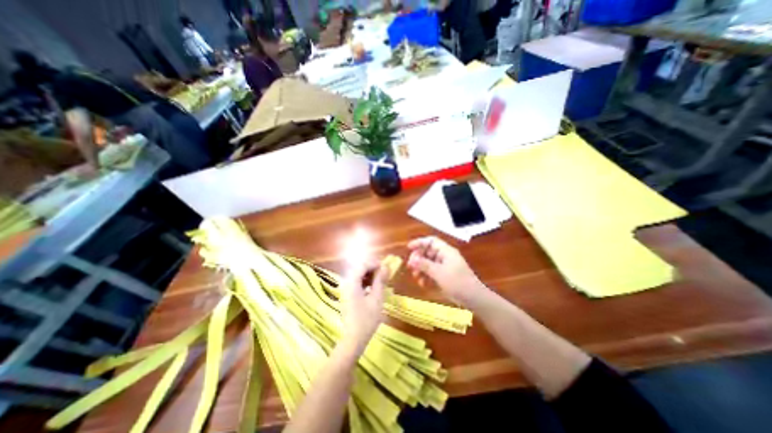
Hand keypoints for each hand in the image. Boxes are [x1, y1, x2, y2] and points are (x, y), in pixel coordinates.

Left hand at [339, 258, 388, 352]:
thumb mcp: (377, 298)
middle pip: (359, 269)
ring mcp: (346, 290)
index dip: (374, 263)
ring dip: (369, 275)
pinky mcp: (347, 295)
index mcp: (352, 283)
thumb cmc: (367, 319)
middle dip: (372, 269)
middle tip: (384, 273)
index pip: (362, 265)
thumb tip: (386, 267)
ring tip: (380, 280)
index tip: (385, 267)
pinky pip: (356, 283)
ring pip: (358, 275)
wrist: (354, 339)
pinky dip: (365, 282)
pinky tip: (373, 288)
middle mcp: (347, 283)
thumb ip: (380, 281)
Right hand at [405, 237, 483, 307]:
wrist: (474, 299)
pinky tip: (422, 283)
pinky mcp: (445, 276)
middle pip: (428, 252)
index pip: (431, 241)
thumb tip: (411, 259)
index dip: (419, 242)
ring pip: (429, 262)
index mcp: (446, 251)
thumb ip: (424, 265)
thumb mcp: (439, 273)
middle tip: (410, 266)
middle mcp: (445, 256)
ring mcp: (445, 266)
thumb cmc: (457, 282)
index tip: (408, 248)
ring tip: (415, 277)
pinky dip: (426, 276)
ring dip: (421, 268)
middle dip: (418, 258)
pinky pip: (432, 272)